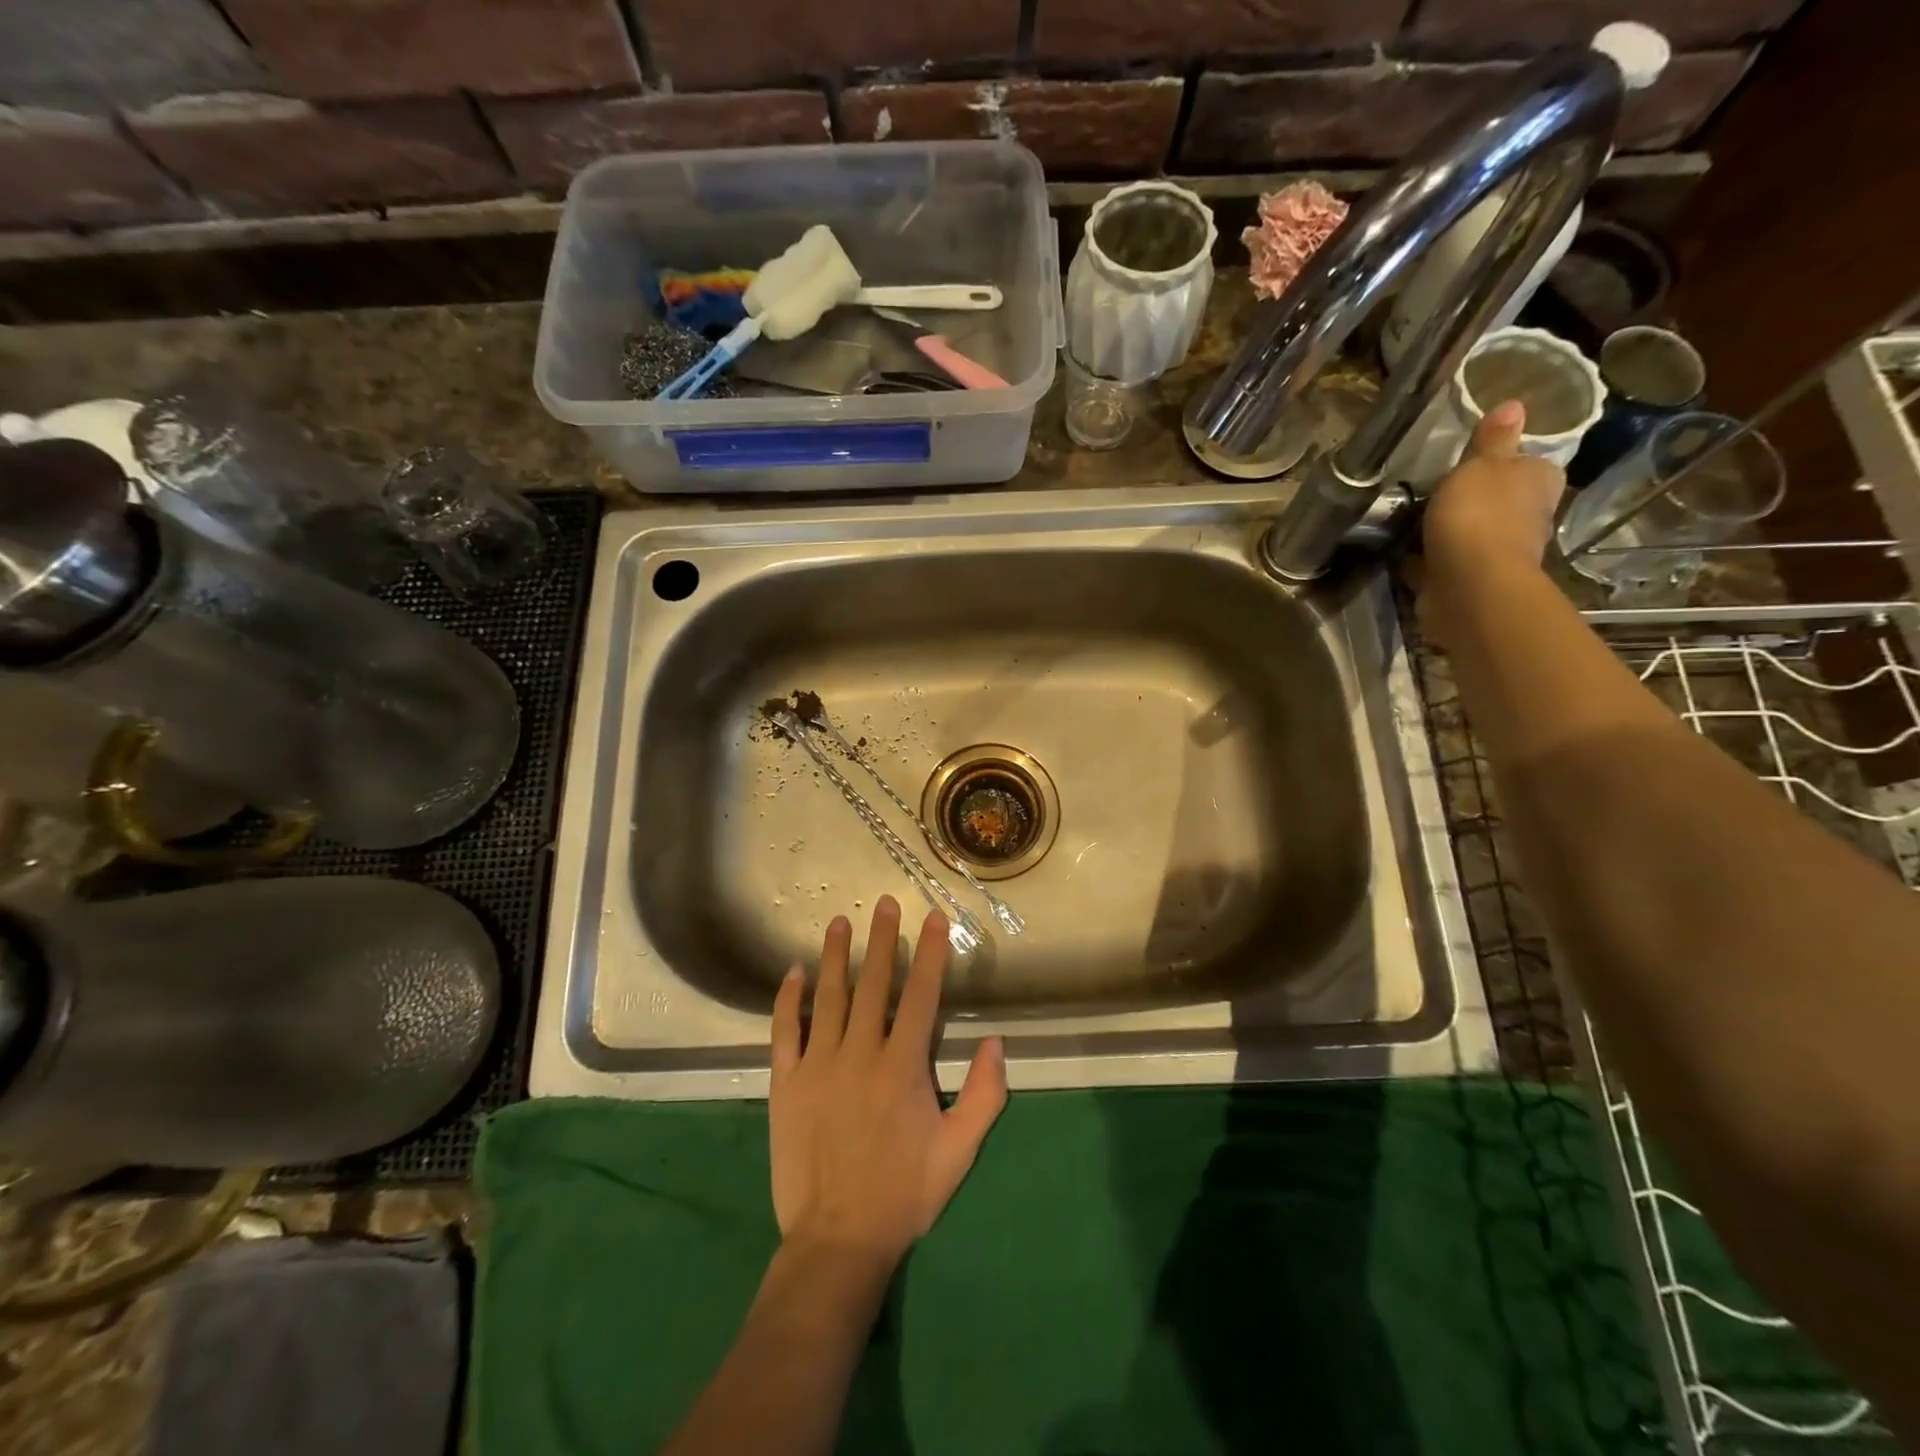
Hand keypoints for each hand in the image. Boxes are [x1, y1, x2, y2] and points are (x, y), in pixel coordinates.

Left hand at [769, 897, 1007, 1269]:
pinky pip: (784, 1031)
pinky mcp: (785, 1083)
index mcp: (902, 1066)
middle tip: (884, 903)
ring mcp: (817, 1065)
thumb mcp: (959, 1151)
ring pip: (827, 997)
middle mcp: (859, 1053)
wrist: (837, 1239)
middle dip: (882, 940)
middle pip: (873, 984)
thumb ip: (985, 1096)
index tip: (933, 918)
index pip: (920, 996)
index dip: (930, 954)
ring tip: (840, 922)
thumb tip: (997, 1042)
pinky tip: (793, 973)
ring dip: (835, 956)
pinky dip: (787, 1000)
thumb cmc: (904, 1193)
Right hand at [1418, 399, 1565, 645]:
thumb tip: (1514, 403)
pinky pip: (1446, 562)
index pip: (1528, 464)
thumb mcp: (1481, 465)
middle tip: (1435, 493)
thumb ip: (1492, 440)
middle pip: (1500, 501)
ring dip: (1449, 531)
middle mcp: (1529, 517)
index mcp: (1539, 482)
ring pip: (1472, 533)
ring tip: (1411, 523)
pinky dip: (1430, 559)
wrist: (1469, 585)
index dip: (1503, 463)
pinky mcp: (1470, 581)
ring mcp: (1499, 553)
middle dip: (1473, 500)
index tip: (1471, 465)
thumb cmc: (1479, 515)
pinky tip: (1405, 554)